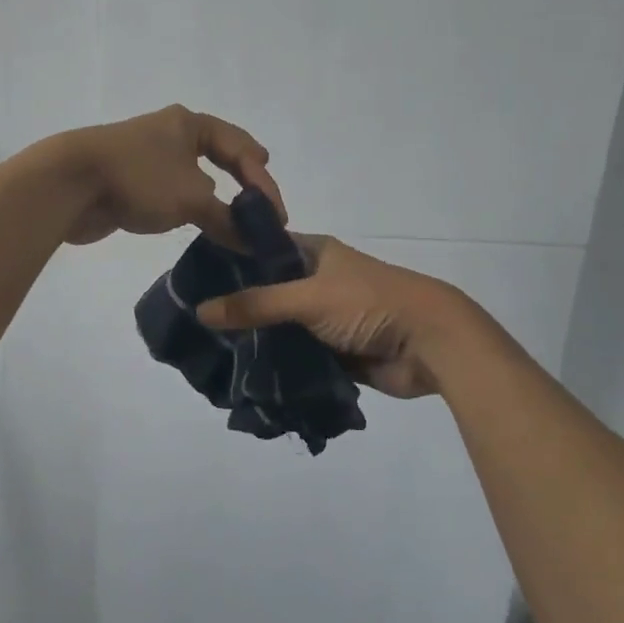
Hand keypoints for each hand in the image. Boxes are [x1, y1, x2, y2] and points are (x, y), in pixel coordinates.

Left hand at [52, 105, 283, 247]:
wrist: (70, 183)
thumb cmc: (139, 178)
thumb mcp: (191, 199)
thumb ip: (227, 219)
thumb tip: (253, 240)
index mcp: (190, 124)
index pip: (240, 147)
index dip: (263, 180)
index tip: (276, 213)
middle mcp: (171, 133)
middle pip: (218, 154)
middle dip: (242, 178)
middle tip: (262, 200)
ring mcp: (148, 156)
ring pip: (194, 174)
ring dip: (216, 196)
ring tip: (236, 217)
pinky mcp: (130, 179)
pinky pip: (172, 191)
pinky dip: (191, 206)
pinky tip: (198, 222)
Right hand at [195, 236, 463, 398]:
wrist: (430, 343)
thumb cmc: (369, 304)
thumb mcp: (308, 297)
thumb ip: (256, 304)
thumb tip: (200, 310)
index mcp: (315, 253)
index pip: (264, 247)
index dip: (232, 257)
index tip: (193, 275)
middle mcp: (318, 281)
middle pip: (269, 291)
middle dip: (239, 307)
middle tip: (194, 322)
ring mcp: (327, 318)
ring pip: (282, 327)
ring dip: (258, 340)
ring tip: (211, 352)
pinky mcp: (336, 351)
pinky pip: (299, 356)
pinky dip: (279, 365)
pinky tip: (245, 375)